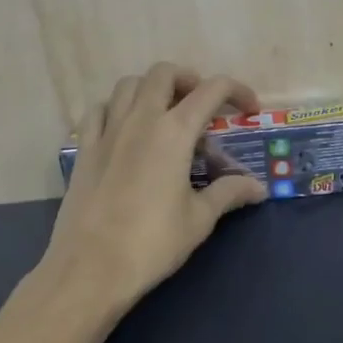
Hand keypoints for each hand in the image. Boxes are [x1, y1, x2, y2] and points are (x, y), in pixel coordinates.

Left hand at [38, 62, 267, 313]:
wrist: (89, 269)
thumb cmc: (152, 243)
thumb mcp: (199, 219)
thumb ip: (229, 193)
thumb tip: (258, 187)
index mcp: (174, 131)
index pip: (211, 90)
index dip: (236, 91)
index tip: (248, 108)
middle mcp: (140, 119)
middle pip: (164, 73)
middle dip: (189, 79)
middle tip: (202, 105)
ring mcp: (107, 131)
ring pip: (128, 85)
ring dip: (151, 88)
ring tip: (165, 113)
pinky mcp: (84, 149)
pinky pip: (98, 111)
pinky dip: (116, 108)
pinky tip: (124, 129)